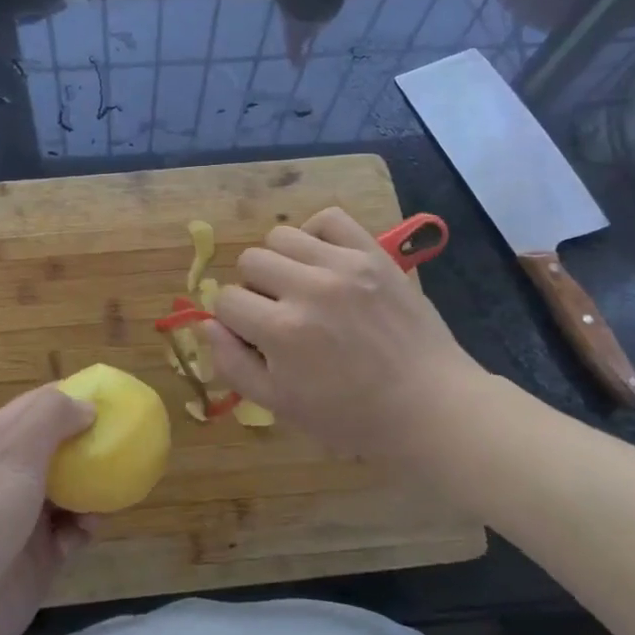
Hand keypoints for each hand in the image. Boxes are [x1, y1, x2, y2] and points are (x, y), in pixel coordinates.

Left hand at [0, 385, 95, 634]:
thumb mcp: (13, 451)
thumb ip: (51, 418)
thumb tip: (87, 406)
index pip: (39, 404)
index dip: (75, 397)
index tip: (114, 399)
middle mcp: (10, 472)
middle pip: (59, 446)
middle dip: (90, 443)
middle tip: (126, 442)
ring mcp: (24, 515)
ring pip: (70, 488)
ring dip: (93, 486)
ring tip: (113, 487)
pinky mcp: (38, 555)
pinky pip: (72, 530)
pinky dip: (85, 526)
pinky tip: (90, 528)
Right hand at [204, 207, 492, 461]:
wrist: (429, 406)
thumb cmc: (350, 416)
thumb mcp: (280, 405)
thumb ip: (232, 363)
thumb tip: (204, 324)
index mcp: (281, 331)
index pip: (225, 300)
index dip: (233, 320)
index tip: (255, 336)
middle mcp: (308, 289)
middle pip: (250, 261)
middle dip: (255, 289)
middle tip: (279, 313)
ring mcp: (344, 265)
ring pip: (281, 235)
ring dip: (281, 261)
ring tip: (301, 285)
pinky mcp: (373, 253)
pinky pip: (329, 218)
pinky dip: (317, 235)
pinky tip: (323, 261)